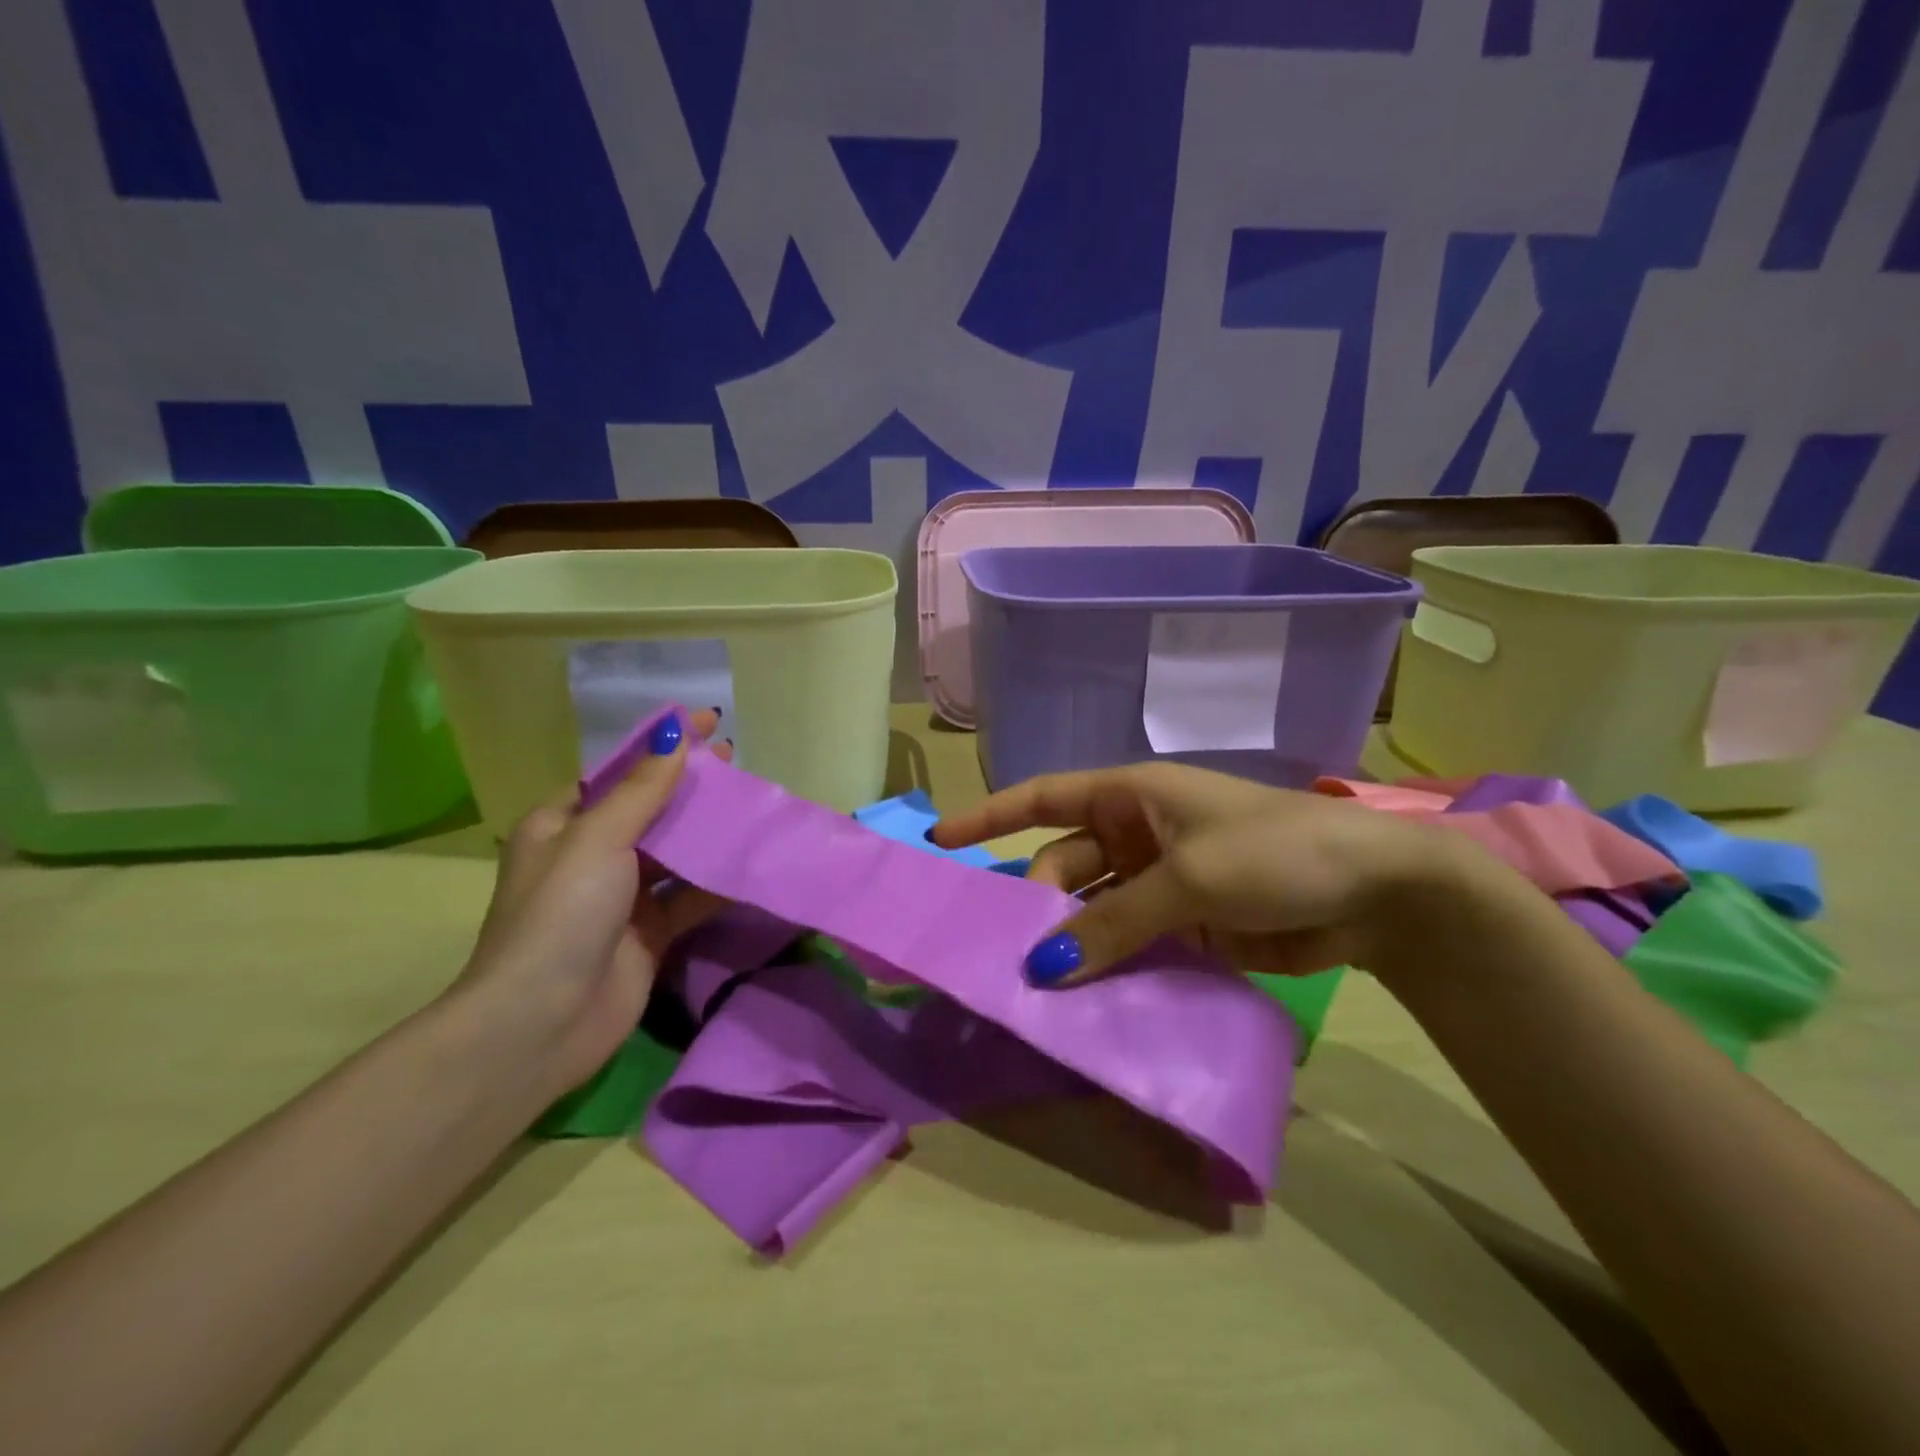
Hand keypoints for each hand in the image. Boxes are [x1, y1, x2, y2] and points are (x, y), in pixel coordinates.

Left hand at [451, 709, 726, 1098]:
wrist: (541, 1023)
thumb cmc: (561, 915)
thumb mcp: (597, 839)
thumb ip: (642, 790)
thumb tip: (675, 736)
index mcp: (563, 825)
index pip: (620, 771)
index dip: (662, 746)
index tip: (708, 722)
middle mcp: (592, 855)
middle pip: (651, 809)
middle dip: (691, 785)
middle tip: (737, 761)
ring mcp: (623, 897)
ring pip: (675, 851)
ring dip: (709, 829)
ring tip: (752, 801)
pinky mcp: (652, 933)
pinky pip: (691, 895)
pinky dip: (718, 879)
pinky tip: (752, 859)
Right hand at [932, 761, 1499, 988]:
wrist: (1377, 892)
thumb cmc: (1276, 851)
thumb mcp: (1190, 878)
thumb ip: (1114, 922)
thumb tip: (1041, 967)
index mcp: (1132, 796)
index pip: (1043, 798)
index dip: (990, 815)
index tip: (942, 839)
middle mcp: (1137, 834)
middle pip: (1063, 865)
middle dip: (1038, 905)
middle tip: (1013, 959)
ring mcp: (1161, 881)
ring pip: (1093, 911)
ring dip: (1072, 943)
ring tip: (1041, 989)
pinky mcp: (1186, 925)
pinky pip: (1129, 943)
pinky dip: (1109, 966)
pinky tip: (1088, 1000)